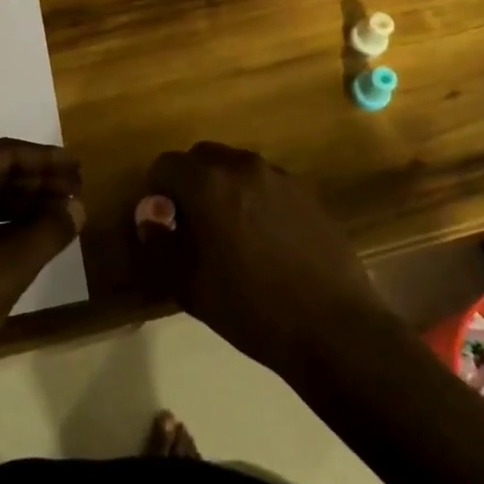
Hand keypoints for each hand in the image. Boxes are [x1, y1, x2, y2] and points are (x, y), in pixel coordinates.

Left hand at [0, 139, 84, 393]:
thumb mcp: (8, 268)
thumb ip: (48, 231)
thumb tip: (77, 207)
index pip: (1, 153)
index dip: (44, 159)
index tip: (77, 167)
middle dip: (35, 182)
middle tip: (76, 191)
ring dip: (20, 204)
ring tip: (60, 215)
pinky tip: (29, 239)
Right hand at [134, 142, 397, 379]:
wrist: (335, 327)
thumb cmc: (253, 310)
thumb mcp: (192, 286)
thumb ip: (162, 243)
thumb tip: (149, 214)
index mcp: (209, 185)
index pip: (166, 165)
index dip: (157, 191)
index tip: (162, 223)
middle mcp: (243, 167)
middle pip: (202, 157)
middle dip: (189, 182)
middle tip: (192, 224)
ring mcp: (280, 176)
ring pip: (236, 166)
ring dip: (222, 186)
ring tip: (230, 231)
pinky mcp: (307, 191)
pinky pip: (266, 181)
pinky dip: (253, 196)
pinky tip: (264, 238)